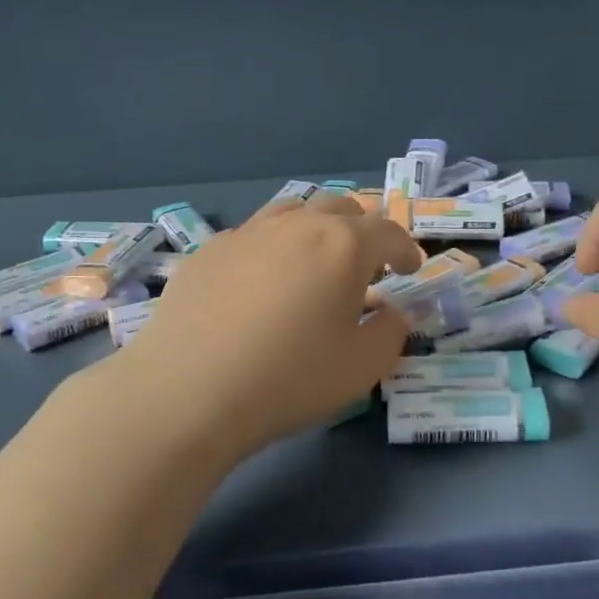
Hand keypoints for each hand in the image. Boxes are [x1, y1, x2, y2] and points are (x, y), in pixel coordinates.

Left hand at [116, 193, 424, 457]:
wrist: (189, 390)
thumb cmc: (290, 378)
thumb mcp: (362, 367)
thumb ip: (391, 332)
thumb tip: (393, 312)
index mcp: (343, 245)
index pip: (388, 232)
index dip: (406, 249)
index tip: (409, 269)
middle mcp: (297, 225)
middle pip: (340, 208)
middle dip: (361, 231)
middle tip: (364, 265)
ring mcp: (247, 233)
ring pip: (293, 211)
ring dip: (314, 229)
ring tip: (313, 263)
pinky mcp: (208, 251)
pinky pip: (252, 235)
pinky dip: (271, 249)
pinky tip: (261, 284)